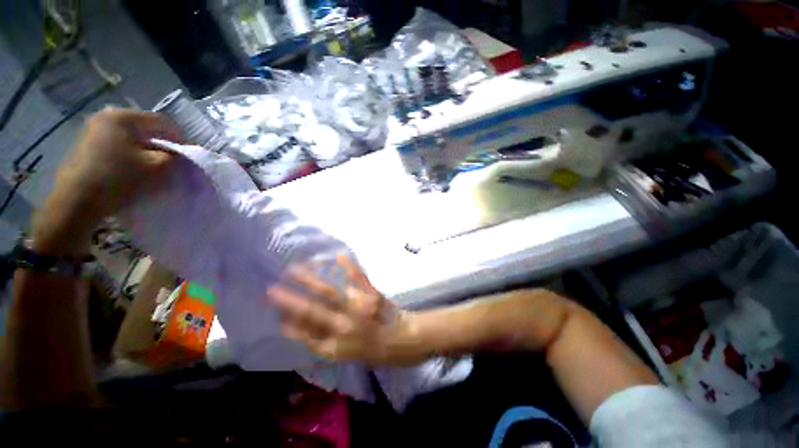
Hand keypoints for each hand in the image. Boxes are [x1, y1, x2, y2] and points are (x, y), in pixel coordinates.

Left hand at [32, 108, 180, 254]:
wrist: (76, 201)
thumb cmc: (119, 178)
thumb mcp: (157, 167)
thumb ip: (175, 157)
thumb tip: (180, 155)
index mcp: (124, 117)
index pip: (164, 122)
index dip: (182, 138)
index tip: (190, 155)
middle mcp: (107, 116)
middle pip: (146, 129)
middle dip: (162, 145)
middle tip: (172, 162)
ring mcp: (93, 130)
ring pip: (131, 138)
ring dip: (146, 151)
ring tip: (153, 167)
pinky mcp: (86, 145)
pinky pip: (117, 145)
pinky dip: (130, 155)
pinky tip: (133, 169)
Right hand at [267, 255, 410, 364]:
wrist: (410, 341)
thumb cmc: (381, 352)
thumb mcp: (354, 355)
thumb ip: (331, 343)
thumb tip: (308, 327)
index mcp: (338, 346)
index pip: (306, 335)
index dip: (290, 324)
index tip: (276, 313)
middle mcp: (344, 327)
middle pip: (312, 312)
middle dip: (289, 301)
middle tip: (271, 290)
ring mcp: (358, 310)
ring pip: (330, 293)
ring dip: (311, 280)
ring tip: (295, 269)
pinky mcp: (372, 296)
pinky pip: (359, 280)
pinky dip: (349, 267)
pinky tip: (339, 256)